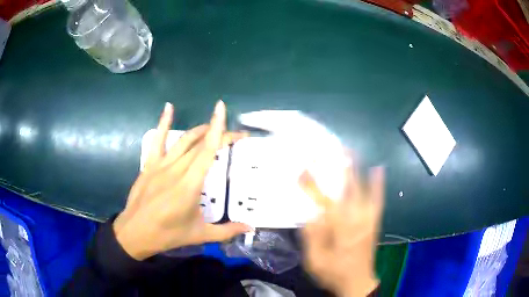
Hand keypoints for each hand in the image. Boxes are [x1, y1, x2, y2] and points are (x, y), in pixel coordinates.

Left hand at [113, 101, 249, 259]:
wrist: (135, 232)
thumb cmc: (168, 234)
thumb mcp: (199, 234)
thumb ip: (226, 231)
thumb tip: (250, 228)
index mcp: (189, 185)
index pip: (207, 151)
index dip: (218, 130)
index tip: (225, 112)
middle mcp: (176, 170)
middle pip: (200, 144)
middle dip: (219, 134)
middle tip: (236, 136)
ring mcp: (160, 165)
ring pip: (183, 140)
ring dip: (200, 130)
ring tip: (213, 126)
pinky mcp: (149, 165)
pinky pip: (157, 140)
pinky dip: (163, 122)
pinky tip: (169, 107)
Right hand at [299, 158, 384, 296]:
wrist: (358, 282)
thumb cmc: (334, 273)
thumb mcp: (315, 261)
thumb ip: (312, 237)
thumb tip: (310, 214)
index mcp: (338, 229)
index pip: (322, 201)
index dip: (311, 184)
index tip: (302, 169)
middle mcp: (356, 219)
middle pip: (344, 189)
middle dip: (335, 167)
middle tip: (327, 149)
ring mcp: (368, 219)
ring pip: (362, 189)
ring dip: (356, 169)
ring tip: (350, 151)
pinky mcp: (375, 221)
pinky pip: (378, 199)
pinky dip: (378, 184)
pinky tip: (379, 169)